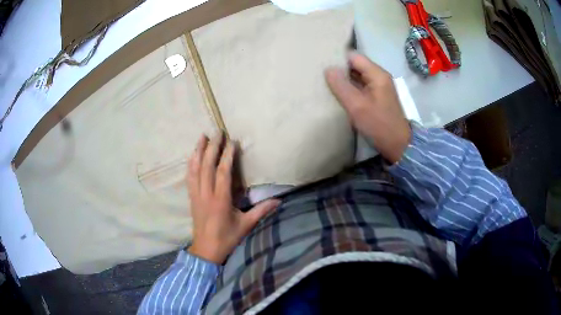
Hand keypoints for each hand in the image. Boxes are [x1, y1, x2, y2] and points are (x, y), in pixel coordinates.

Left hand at [187, 134, 279, 263]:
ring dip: (198, 152)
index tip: (232, 142)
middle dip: (212, 147)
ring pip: (195, 169)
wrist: (206, 250)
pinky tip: (192, 155)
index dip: (227, 156)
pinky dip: (190, 164)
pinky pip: (189, 177)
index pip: (223, 173)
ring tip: (202, 137)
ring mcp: (196, 195)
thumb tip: (278, 201)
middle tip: (217, 132)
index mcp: (220, 200)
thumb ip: (261, 211)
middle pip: (206, 166)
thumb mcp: (246, 225)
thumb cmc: (227, 238)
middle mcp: (206, 194)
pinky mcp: (191, 198)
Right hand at [325, 52, 410, 163]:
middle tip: (321, 75)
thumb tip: (328, 68)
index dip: (338, 59)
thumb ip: (341, 86)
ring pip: (357, 75)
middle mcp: (379, 76)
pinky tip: (339, 93)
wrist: (398, 145)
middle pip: (356, 65)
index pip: (354, 56)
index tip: (322, 65)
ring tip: (327, 83)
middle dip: (339, 69)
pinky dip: (350, 87)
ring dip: (344, 79)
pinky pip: (361, 86)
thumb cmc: (379, 125)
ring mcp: (379, 86)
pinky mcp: (377, 96)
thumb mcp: (357, 106)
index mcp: (377, 74)